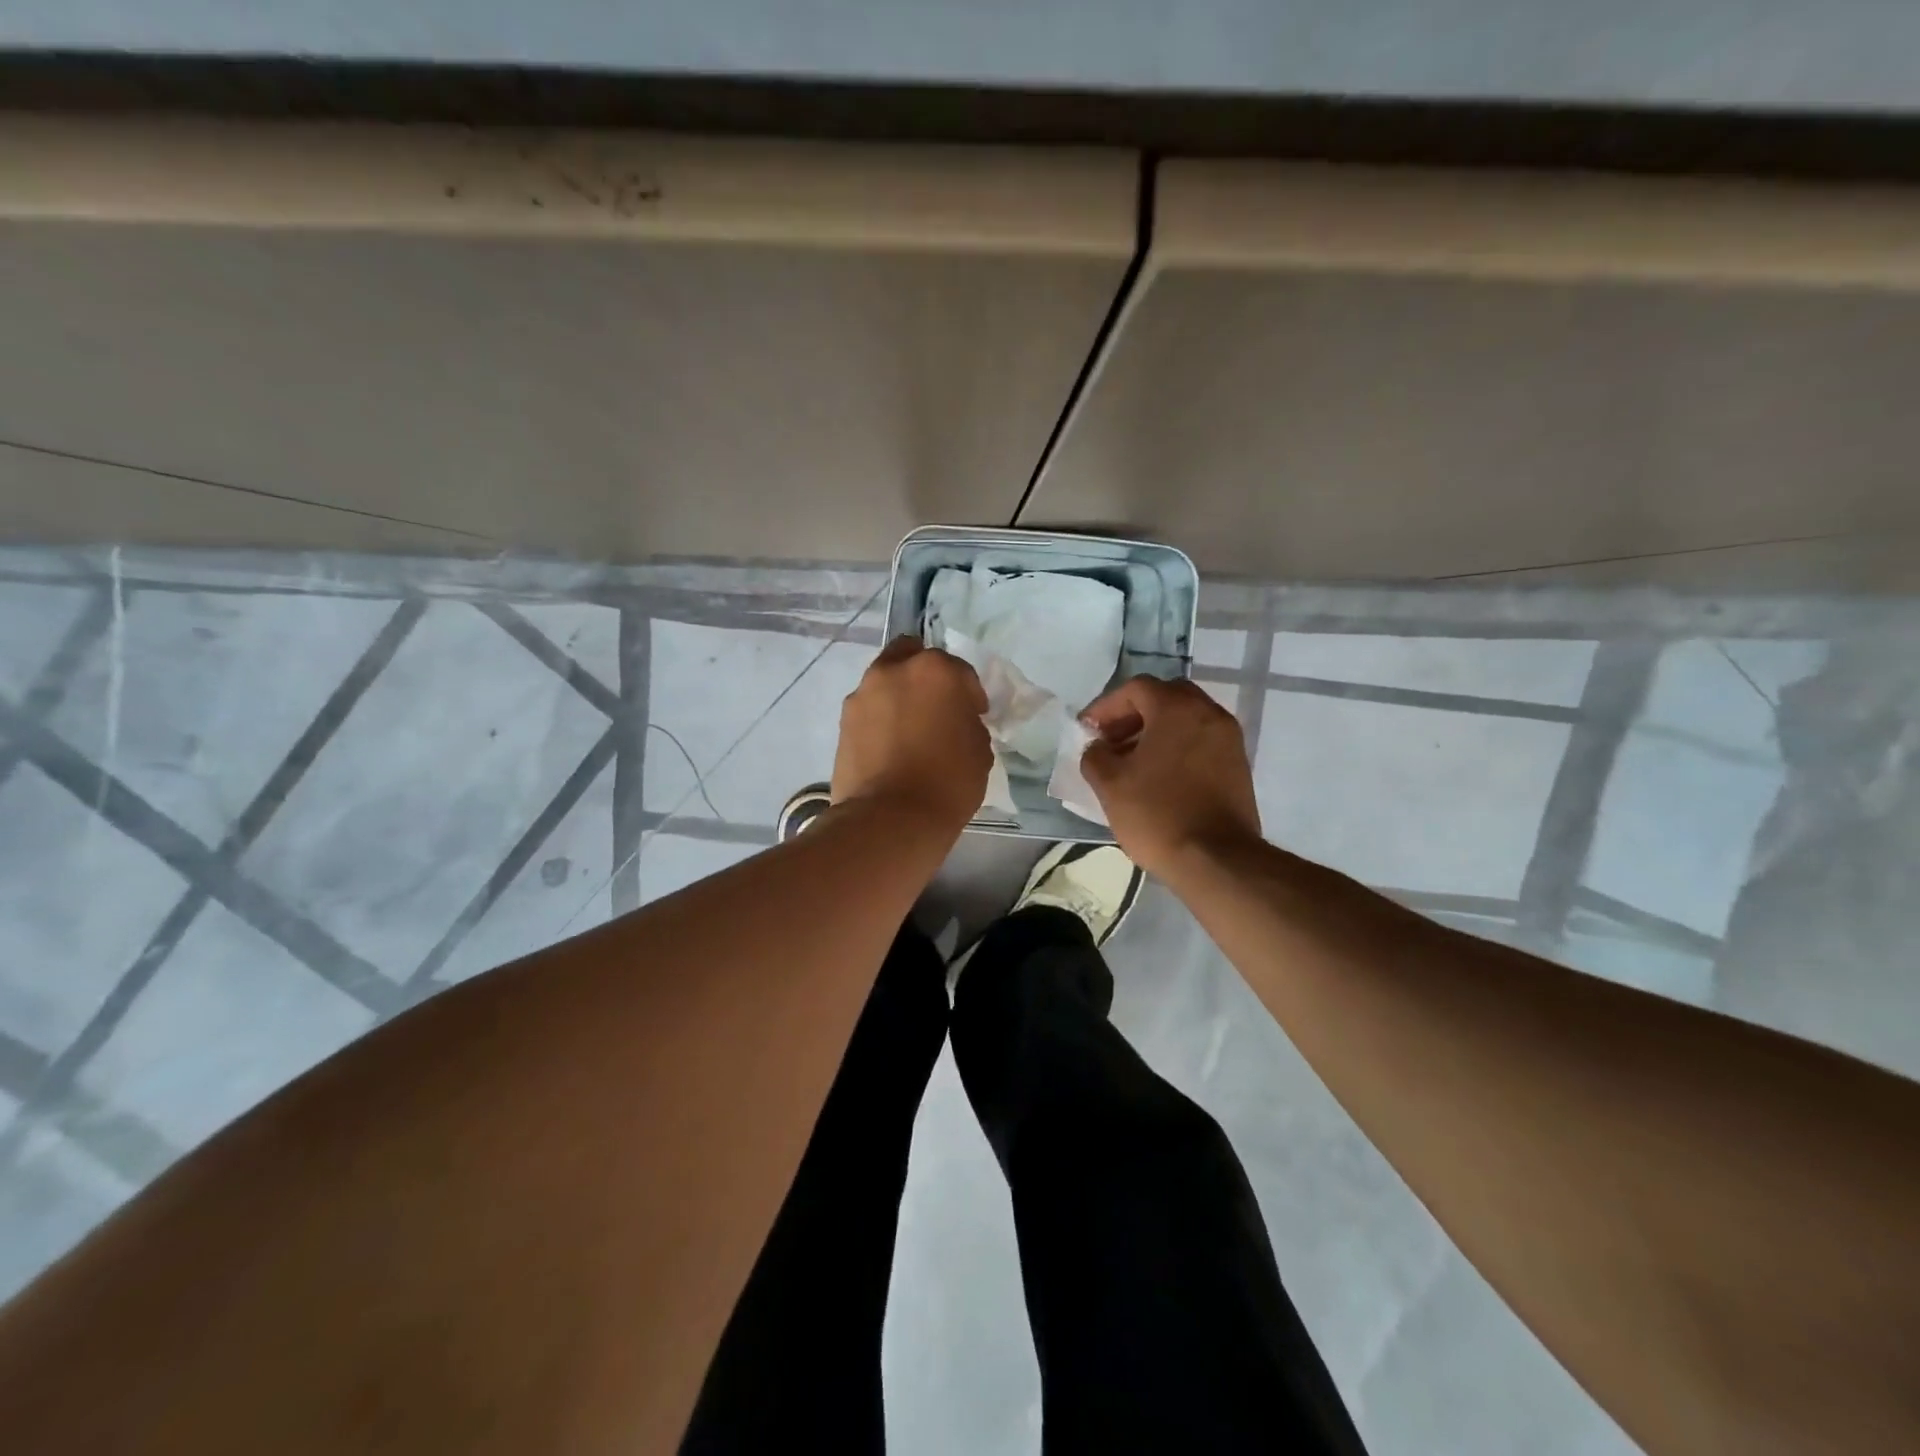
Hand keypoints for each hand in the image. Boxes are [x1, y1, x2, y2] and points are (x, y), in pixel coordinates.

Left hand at [832, 637, 991, 833]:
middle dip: (927, 676)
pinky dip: (881, 718)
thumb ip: (969, 723)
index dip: (971, 695)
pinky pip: (870, 709)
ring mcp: (863, 693)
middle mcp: (895, 670)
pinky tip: (891, 745)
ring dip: (900, 695)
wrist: (890, 818)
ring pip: (886, 680)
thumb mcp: (980, 750)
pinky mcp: (843, 720)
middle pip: (913, 656)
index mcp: (936, 670)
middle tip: (937, 707)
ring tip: (910, 729)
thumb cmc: (947, 782)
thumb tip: (957, 721)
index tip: (975, 717)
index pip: (961, 672)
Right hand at [1079, 676, 1261, 878]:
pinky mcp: (1238, 765)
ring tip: (1130, 763)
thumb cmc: (1157, 814)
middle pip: (1165, 698)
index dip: (1106, 706)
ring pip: (1185, 720)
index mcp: (1177, 708)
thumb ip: (1095, 756)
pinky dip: (1176, 747)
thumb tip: (1098, 748)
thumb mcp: (1110, 784)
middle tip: (1111, 741)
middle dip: (1133, 715)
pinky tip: (1157, 777)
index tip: (1088, 731)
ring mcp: (1228, 739)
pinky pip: (1200, 741)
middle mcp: (1208, 713)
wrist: (1216, 859)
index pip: (1136, 688)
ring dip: (1155, 732)